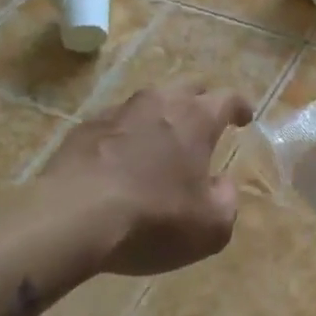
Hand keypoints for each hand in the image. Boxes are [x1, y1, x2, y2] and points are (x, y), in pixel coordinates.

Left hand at [45, 85, 253, 276]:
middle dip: (200, 102)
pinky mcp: (84, 128)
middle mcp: (160, 103)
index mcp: (197, 118)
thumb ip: (227, 201)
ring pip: (149, 103)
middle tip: (204, 123)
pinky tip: (119, 160)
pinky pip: (115, 124)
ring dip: (160, 117)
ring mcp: (119, 112)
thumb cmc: (152, 219)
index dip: (240, 106)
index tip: (245, 117)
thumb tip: (222, 185)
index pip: (228, 98)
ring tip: (160, 142)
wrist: (71, 219)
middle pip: (188, 88)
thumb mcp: (210, 227)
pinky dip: (124, 135)